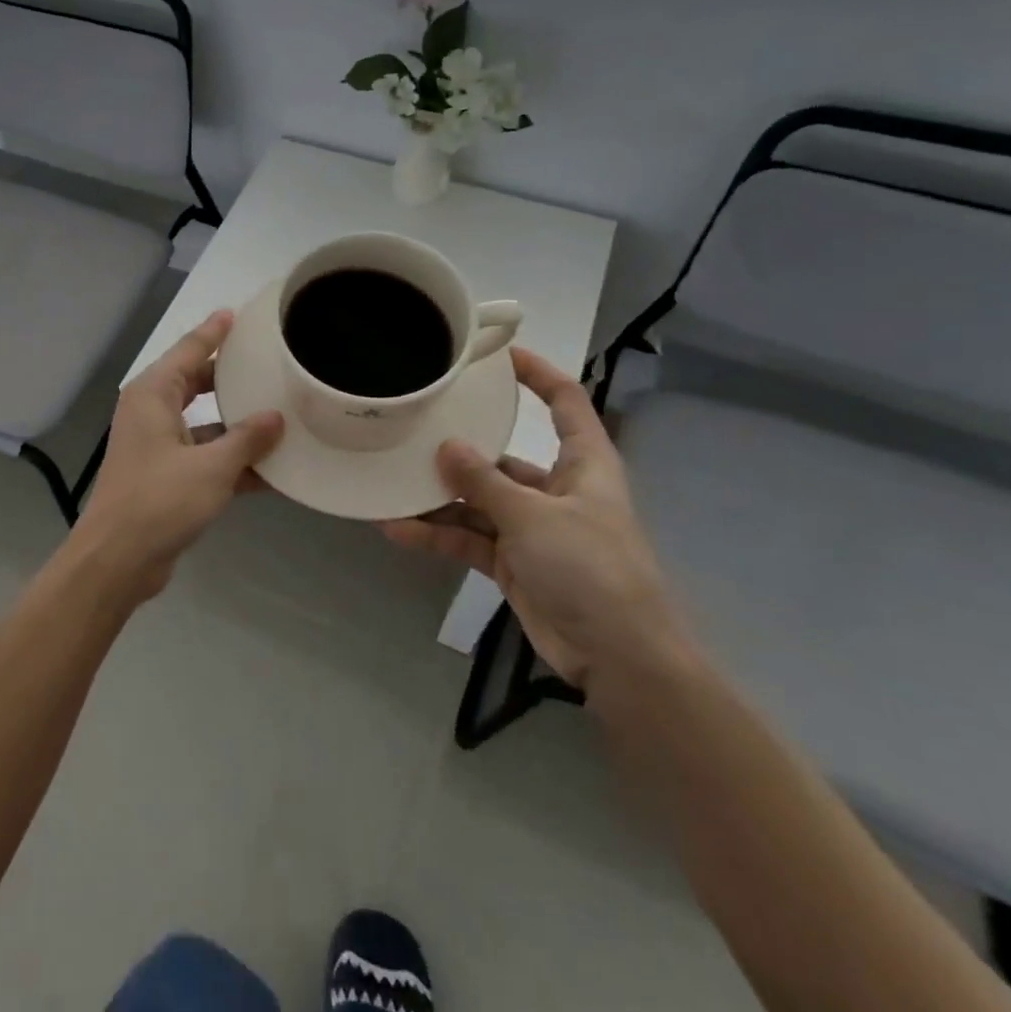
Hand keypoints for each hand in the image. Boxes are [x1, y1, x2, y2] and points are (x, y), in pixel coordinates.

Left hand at [71, 311, 283, 597]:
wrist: (117, 560)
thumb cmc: (159, 501)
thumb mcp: (211, 467)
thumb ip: (247, 439)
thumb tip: (277, 417)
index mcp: (153, 395)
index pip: (189, 350)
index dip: (214, 332)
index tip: (237, 314)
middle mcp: (152, 412)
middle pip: (196, 383)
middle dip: (229, 376)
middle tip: (266, 362)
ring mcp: (158, 446)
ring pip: (204, 422)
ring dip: (237, 424)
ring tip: (280, 413)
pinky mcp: (165, 476)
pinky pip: (204, 456)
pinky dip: (231, 460)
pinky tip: (271, 469)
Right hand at [380, 348, 688, 690]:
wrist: (619, 657)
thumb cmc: (590, 569)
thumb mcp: (533, 517)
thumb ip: (485, 482)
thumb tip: (446, 446)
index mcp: (582, 464)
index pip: (566, 402)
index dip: (538, 374)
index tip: (498, 355)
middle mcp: (556, 489)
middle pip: (503, 457)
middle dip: (460, 449)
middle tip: (414, 428)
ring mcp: (532, 528)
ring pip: (478, 501)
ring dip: (439, 498)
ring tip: (391, 485)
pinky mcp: (513, 562)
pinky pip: (469, 539)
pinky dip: (438, 535)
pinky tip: (399, 530)